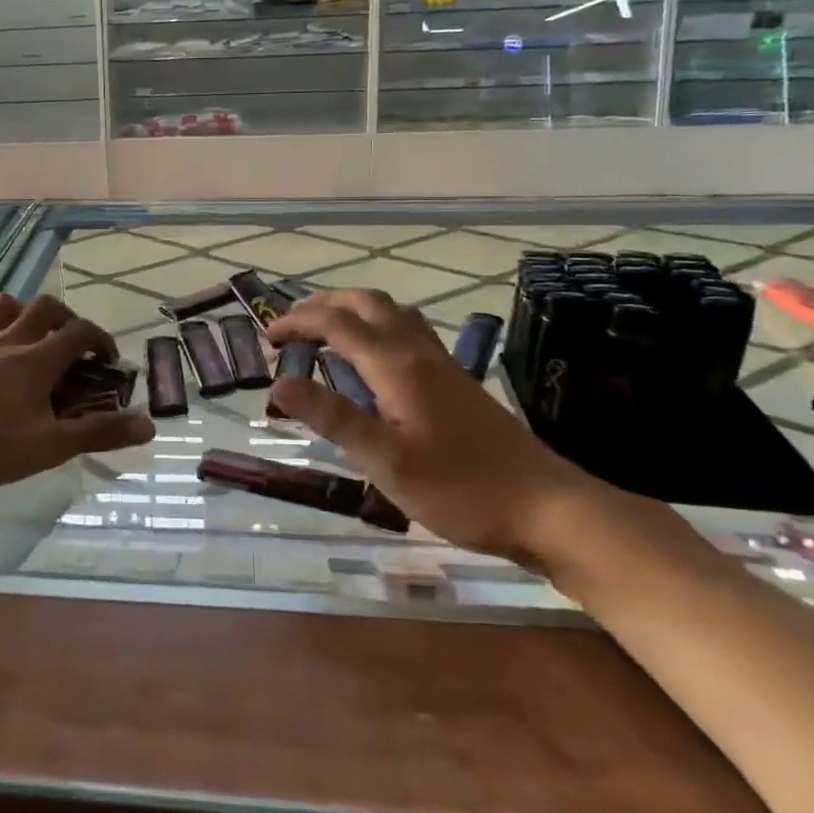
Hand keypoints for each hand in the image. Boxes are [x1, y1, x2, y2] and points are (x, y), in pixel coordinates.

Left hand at [0, 293, 154, 496]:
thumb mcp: (50, 446)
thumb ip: (99, 433)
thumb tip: (148, 424)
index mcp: (37, 358)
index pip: (80, 332)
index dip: (101, 341)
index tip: (110, 361)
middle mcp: (10, 340)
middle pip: (46, 307)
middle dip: (68, 319)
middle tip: (75, 347)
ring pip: (7, 306)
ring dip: (28, 313)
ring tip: (35, 339)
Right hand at [265, 289, 602, 563]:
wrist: (547, 508)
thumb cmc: (460, 489)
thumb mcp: (386, 460)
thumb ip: (332, 417)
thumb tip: (277, 384)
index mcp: (397, 366)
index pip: (337, 325)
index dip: (298, 323)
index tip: (266, 336)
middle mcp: (419, 353)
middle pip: (368, 304)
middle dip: (325, 304)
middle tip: (292, 322)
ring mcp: (443, 365)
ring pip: (393, 314)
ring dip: (354, 310)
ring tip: (327, 329)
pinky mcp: (457, 382)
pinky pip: (408, 332)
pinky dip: (378, 326)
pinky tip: (375, 358)